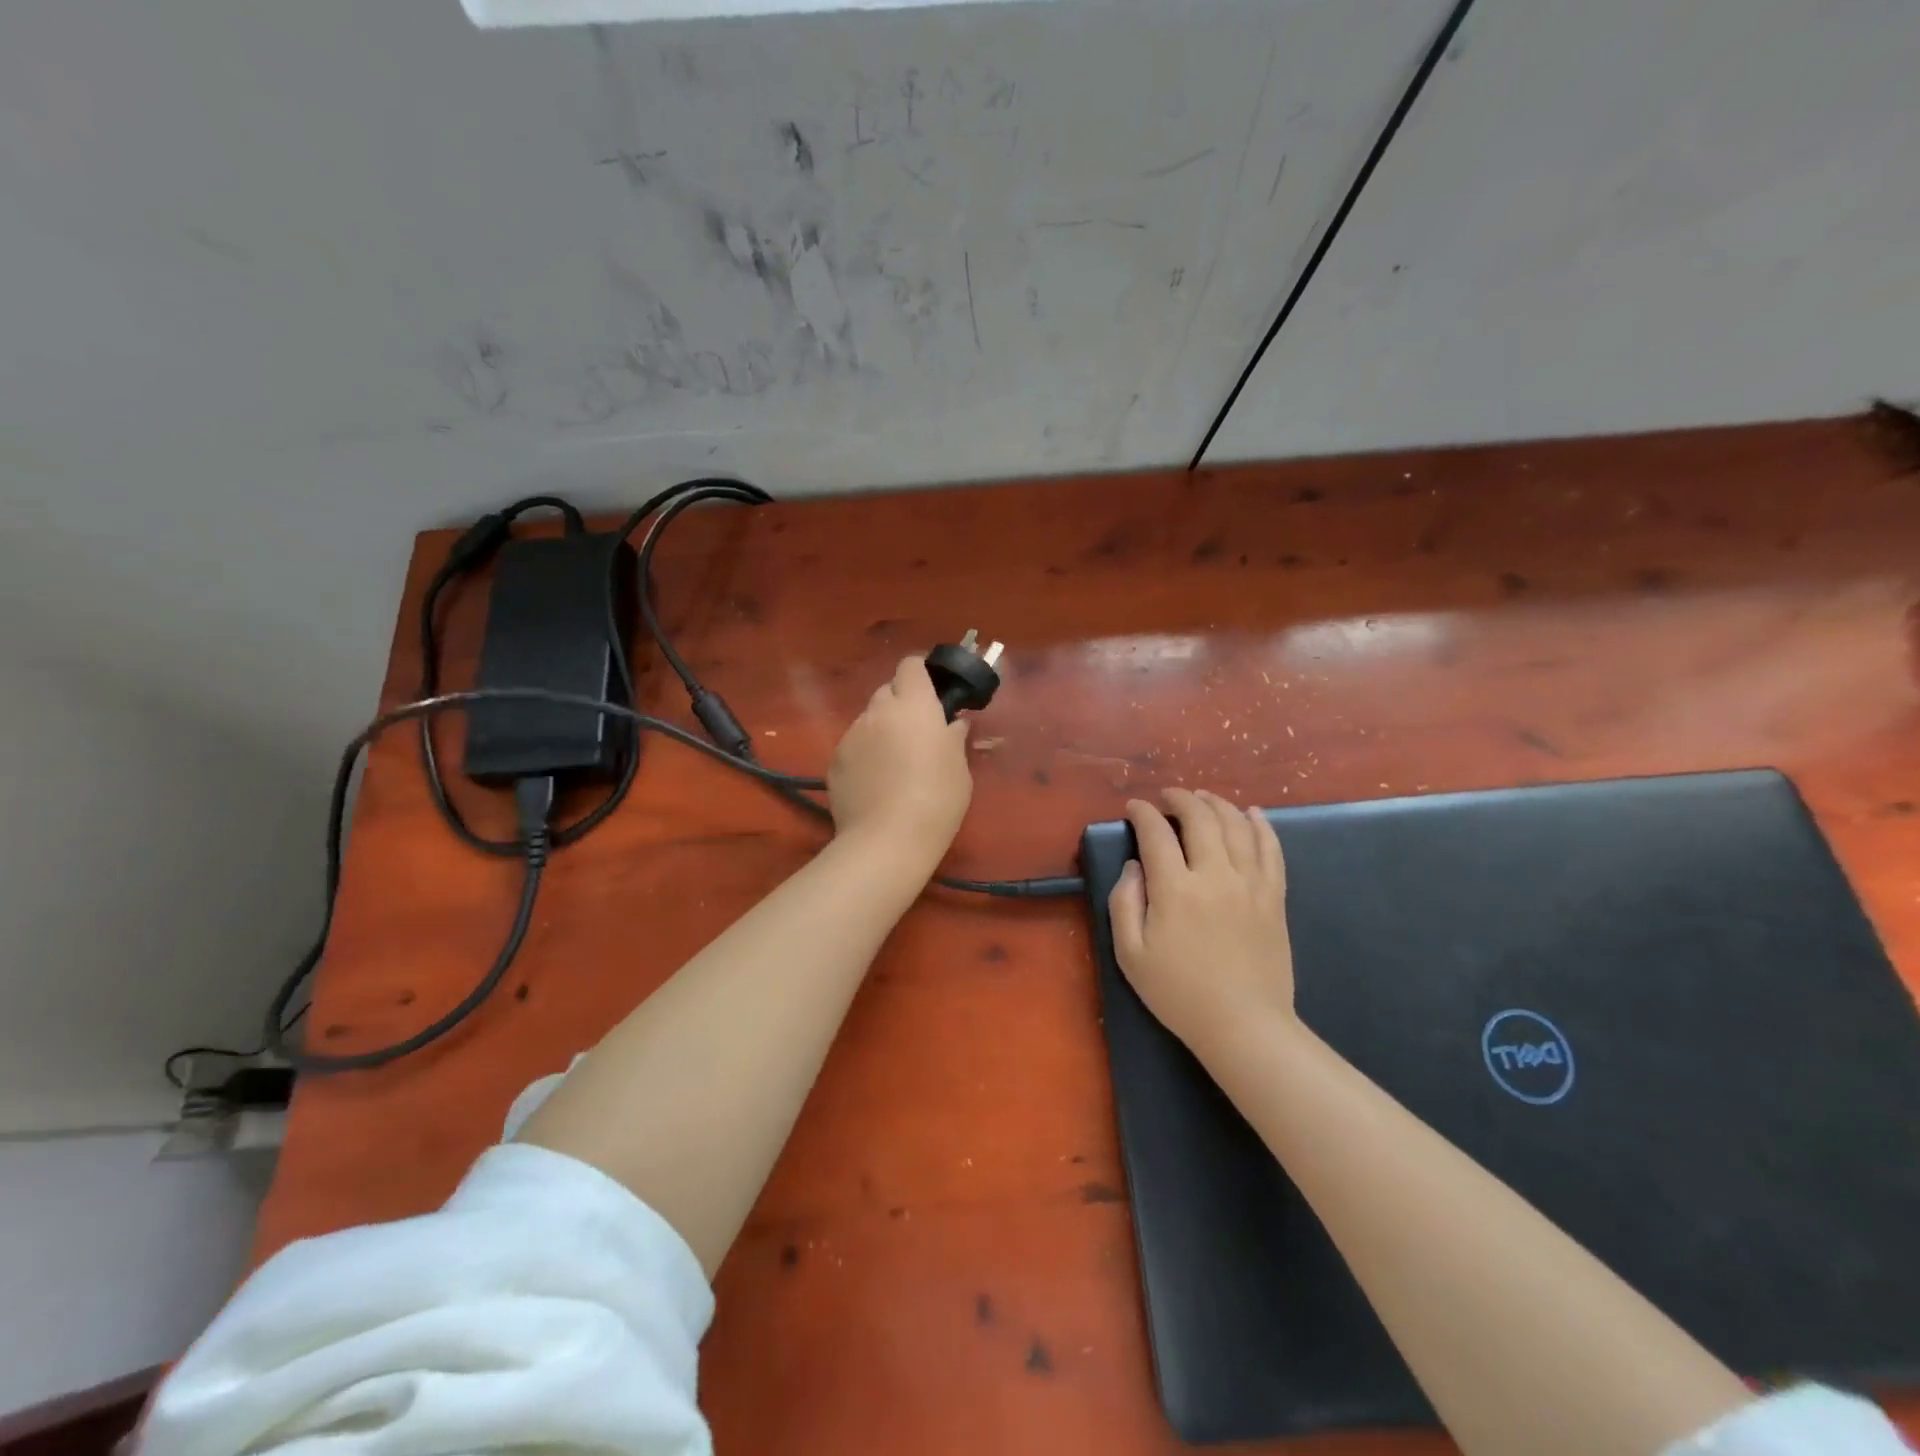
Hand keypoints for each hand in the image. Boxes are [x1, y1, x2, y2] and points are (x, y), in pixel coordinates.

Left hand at [827, 656, 972, 867]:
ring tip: (894, 764)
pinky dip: (864, 754)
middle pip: (887, 691)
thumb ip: (954, 738)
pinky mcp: (834, 761)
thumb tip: (954, 723)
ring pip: (868, 720)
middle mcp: (878, 711)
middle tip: (917, 732)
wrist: (887, 840)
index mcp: (914, 705)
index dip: (920, 673)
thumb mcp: (959, 768)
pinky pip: (853, 745)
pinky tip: (875, 783)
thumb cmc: (937, 800)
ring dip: (881, 730)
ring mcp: (851, 735)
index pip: (910, 666)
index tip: (932, 691)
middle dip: (901, 703)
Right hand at [1108, 789, 1294, 1056]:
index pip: (1157, 834)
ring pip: (1236, 825)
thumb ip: (1124, 902)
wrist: (1244, 1025)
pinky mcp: (1274, 896)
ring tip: (1203, 797)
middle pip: (1200, 818)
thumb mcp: (1130, 954)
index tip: (1134, 807)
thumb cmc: (1179, 993)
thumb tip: (1134, 866)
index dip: (1143, 813)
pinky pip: (1271, 848)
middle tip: (1167, 797)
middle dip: (1181, 799)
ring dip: (1217, 804)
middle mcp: (1215, 876)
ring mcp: (1250, 883)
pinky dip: (1260, 825)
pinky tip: (1251, 813)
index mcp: (1175, 890)